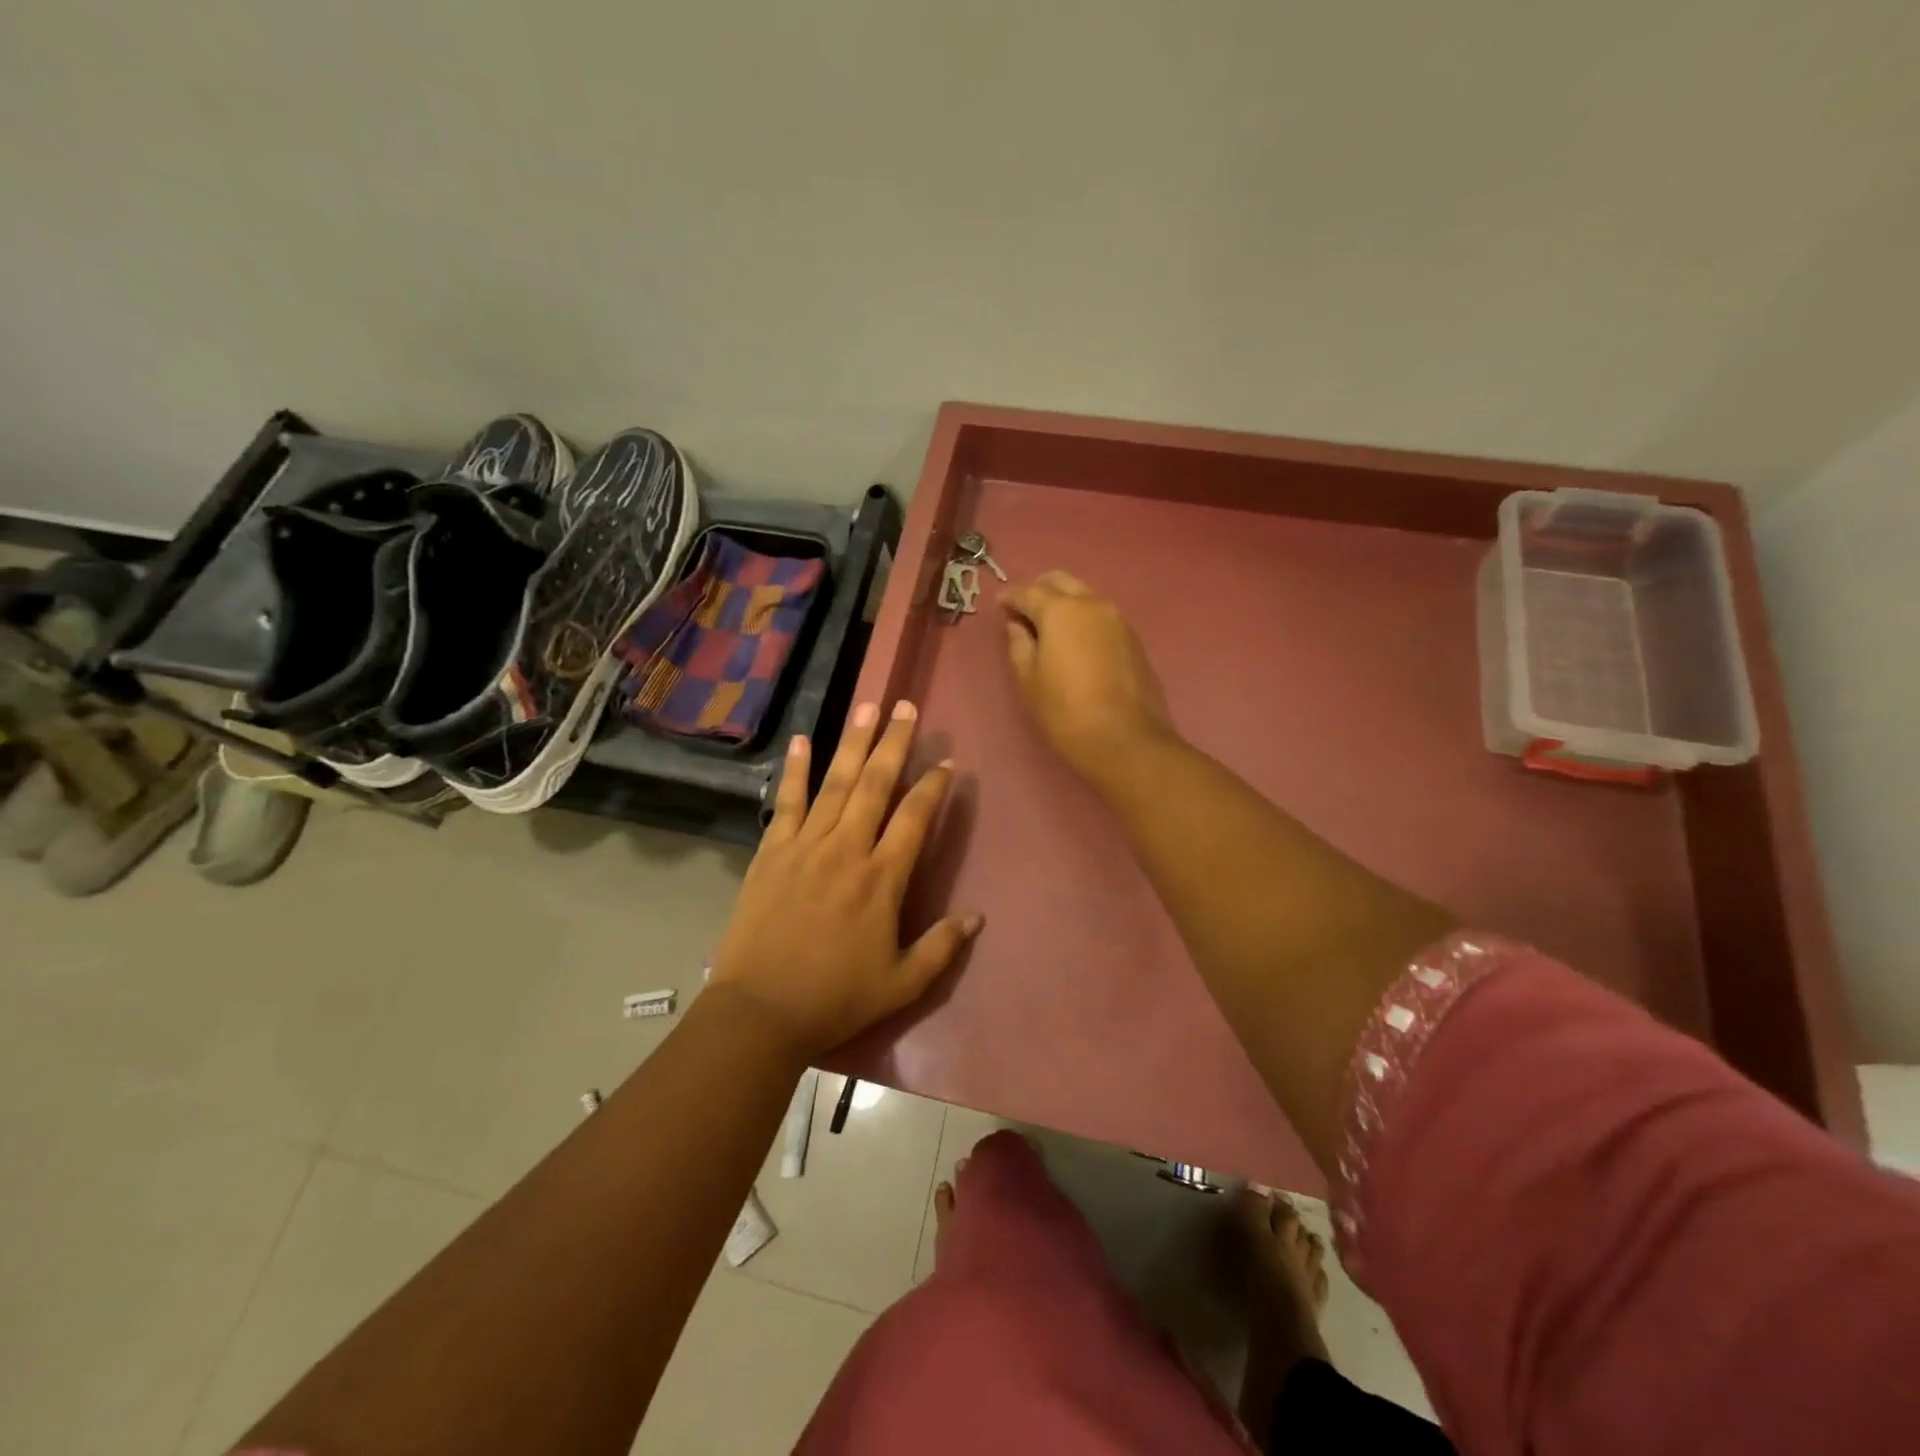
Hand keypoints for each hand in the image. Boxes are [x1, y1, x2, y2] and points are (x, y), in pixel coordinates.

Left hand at [709, 700, 981, 1059]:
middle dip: (894, 743)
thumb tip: (977, 917)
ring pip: (835, 783)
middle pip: (876, 785)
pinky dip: (794, 770)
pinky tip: (801, 741)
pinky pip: (787, 802)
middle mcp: (846, 849)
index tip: (946, 762)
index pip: (914, 818)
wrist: (760, 1011)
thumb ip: (941, 948)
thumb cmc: (835, 999)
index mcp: (882, 879)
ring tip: (867, 707)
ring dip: (853, 743)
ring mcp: (805, 846)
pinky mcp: (771, 852)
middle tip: (906, 707)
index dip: (933, 787)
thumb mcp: (901, 984)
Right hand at [1000, 570, 1175, 781]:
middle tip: (1024, 610)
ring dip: (1065, 603)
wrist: (1124, 738)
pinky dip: (1084, 619)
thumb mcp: (1028, 680)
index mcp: (1060, 610)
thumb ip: (1019, 644)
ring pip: (1085, 596)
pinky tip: (1076, 642)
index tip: (1000, 605)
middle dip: (1040, 590)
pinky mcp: (1133, 639)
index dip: (1010, 597)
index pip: (1028, 591)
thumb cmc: (1065, 710)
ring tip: (1050, 628)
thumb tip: (1017, 624)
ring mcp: (1117, 620)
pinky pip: (1101, 616)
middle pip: (1061, 582)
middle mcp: (1092, 604)